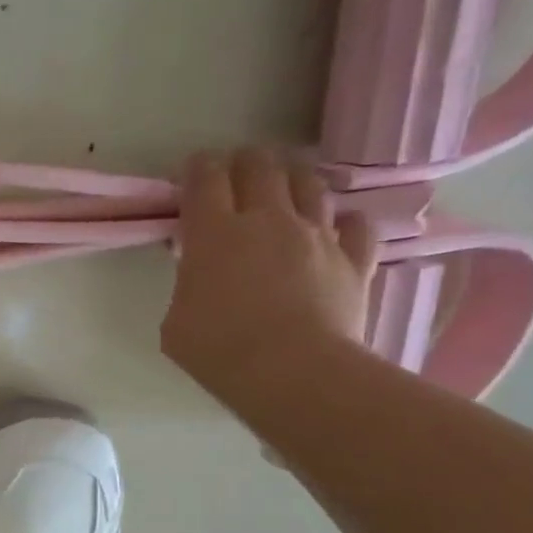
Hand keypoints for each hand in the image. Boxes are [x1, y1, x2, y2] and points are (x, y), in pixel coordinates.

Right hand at [160, 149, 376, 397]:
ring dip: (292, 178)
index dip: (197, 167)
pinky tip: (334, 228)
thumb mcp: (176, 319)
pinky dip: (343, 221)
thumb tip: (199, 274)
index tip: (192, 172)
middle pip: (259, 165)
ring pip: (309, 183)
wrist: (293, 371)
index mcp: (213, 232)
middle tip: (235, 172)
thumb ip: (187, 285)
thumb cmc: (219, 349)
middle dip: (244, 161)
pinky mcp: (354, 258)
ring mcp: (316, 235)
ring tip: (284, 185)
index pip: (205, 177)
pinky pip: (356, 224)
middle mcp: (267, 220)